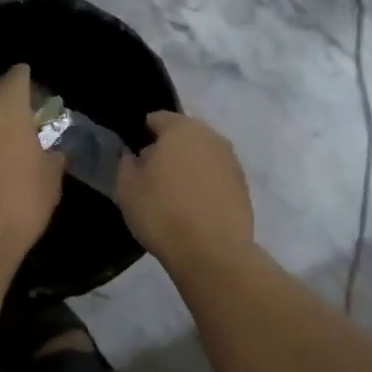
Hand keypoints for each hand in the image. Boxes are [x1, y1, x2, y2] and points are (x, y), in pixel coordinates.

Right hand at [117, 112, 253, 267]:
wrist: (212, 252)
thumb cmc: (162, 213)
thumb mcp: (128, 188)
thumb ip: (128, 164)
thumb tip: (136, 156)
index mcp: (182, 129)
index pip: (158, 119)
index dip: (143, 133)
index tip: (134, 154)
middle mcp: (211, 137)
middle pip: (184, 136)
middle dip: (169, 149)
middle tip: (152, 175)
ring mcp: (232, 162)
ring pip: (203, 156)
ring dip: (190, 168)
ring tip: (174, 195)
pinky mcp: (244, 188)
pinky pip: (217, 178)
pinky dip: (206, 186)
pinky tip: (194, 208)